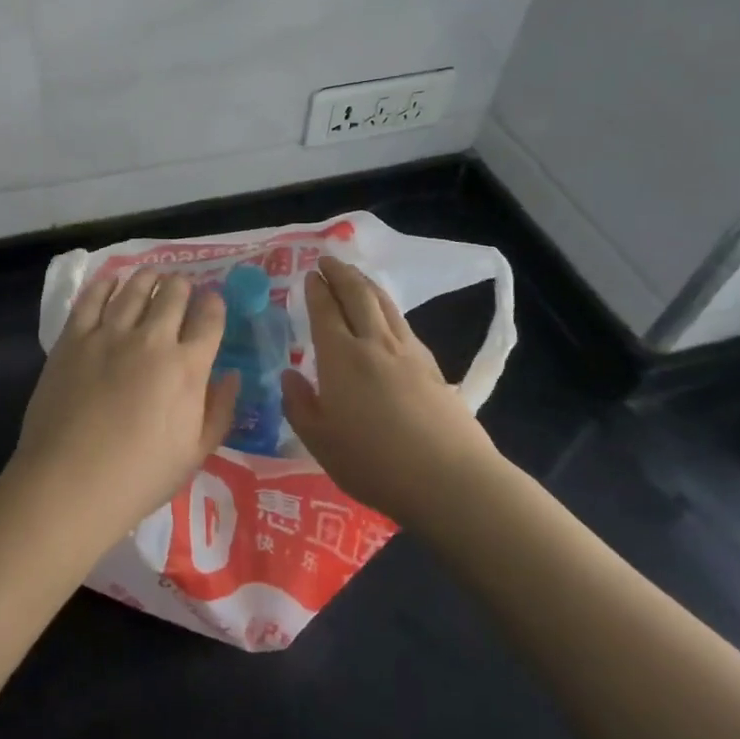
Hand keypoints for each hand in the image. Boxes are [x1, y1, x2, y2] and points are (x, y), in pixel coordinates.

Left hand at [7, 267, 239, 550]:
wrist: (70, 483)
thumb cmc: (140, 477)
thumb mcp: (196, 453)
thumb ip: (220, 410)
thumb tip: (232, 375)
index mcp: (187, 367)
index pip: (209, 319)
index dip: (214, 305)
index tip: (212, 302)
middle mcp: (152, 339)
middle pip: (173, 294)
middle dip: (183, 286)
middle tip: (182, 288)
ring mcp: (109, 334)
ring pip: (135, 288)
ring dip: (149, 278)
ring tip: (153, 275)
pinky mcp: (74, 338)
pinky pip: (92, 298)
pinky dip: (106, 284)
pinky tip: (112, 281)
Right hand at [281, 256, 499, 528]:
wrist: (449, 478)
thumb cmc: (374, 462)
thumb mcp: (320, 442)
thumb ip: (300, 405)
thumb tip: (289, 375)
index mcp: (341, 357)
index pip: (325, 311)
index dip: (316, 290)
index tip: (309, 274)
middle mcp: (374, 343)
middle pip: (357, 295)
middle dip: (341, 273)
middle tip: (328, 260)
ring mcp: (408, 352)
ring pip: (385, 304)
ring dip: (366, 283)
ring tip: (355, 276)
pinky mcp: (432, 366)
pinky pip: (403, 323)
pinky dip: (388, 308)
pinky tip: (387, 317)